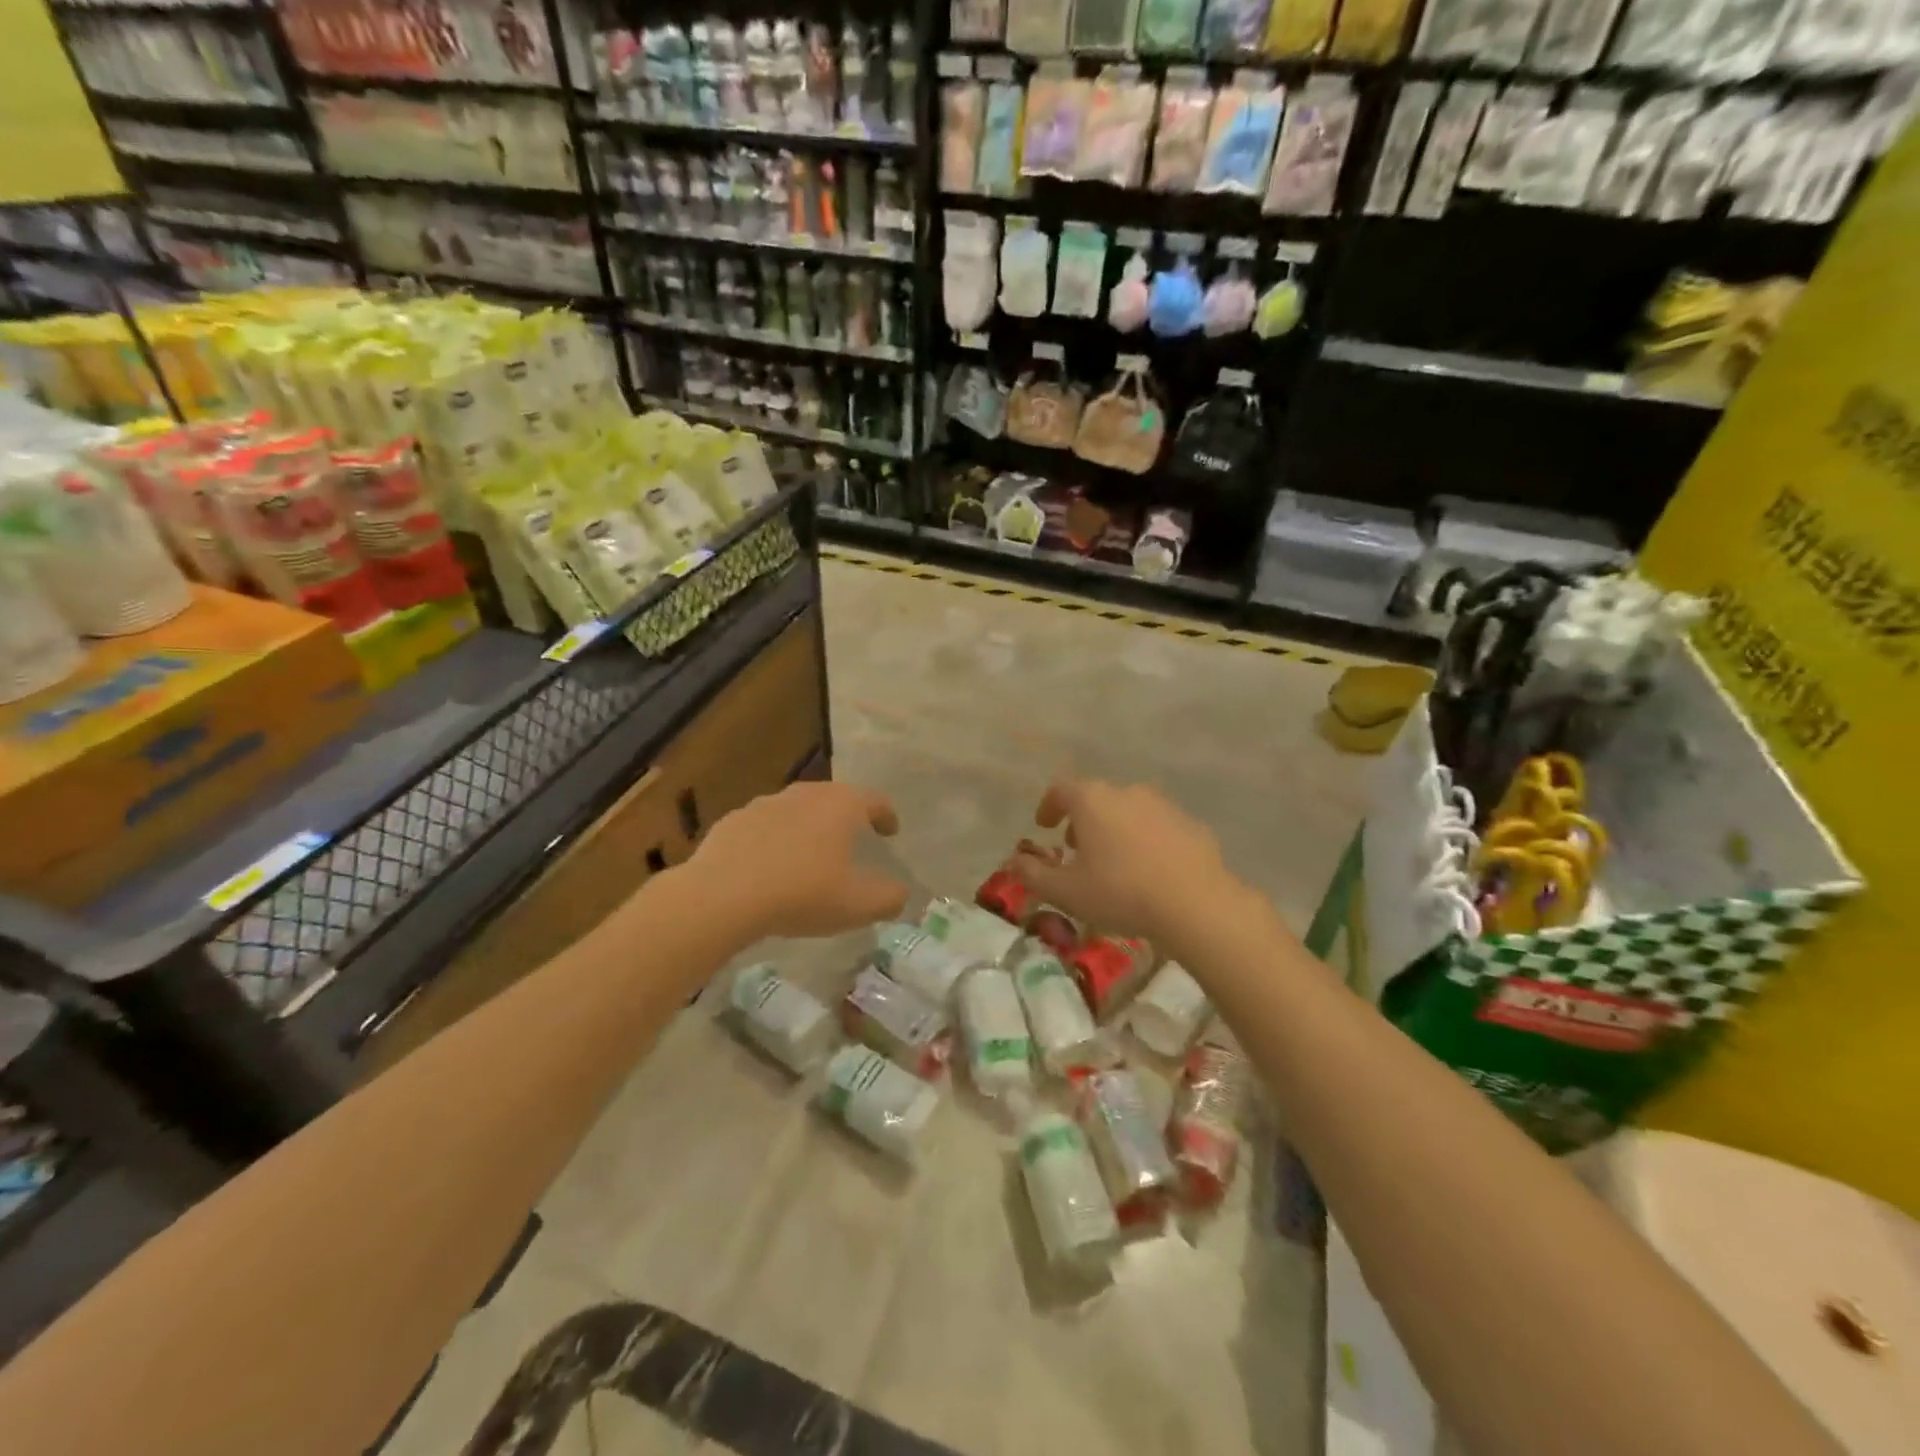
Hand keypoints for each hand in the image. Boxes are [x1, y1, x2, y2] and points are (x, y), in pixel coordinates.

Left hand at [688, 780, 908, 938]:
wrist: (722, 895)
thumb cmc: (801, 893)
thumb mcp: (858, 905)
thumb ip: (889, 898)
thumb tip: (901, 894)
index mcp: (841, 805)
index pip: (875, 800)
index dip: (887, 816)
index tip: (890, 831)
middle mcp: (806, 794)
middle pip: (835, 798)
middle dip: (847, 816)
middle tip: (854, 838)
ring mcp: (766, 804)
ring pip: (797, 809)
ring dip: (808, 826)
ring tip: (810, 854)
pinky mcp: (734, 820)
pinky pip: (764, 826)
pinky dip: (775, 839)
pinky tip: (770, 865)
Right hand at [1010, 778, 1237, 949]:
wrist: (1196, 904)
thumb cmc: (1120, 892)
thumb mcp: (1066, 891)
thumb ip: (1033, 874)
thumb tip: (1014, 860)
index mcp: (1093, 800)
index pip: (1061, 788)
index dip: (1048, 805)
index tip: (1044, 826)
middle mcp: (1127, 792)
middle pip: (1097, 798)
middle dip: (1082, 820)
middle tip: (1076, 849)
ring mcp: (1163, 806)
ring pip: (1129, 810)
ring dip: (1115, 829)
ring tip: (1113, 863)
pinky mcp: (1191, 825)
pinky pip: (1158, 827)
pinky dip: (1145, 841)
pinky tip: (1148, 872)